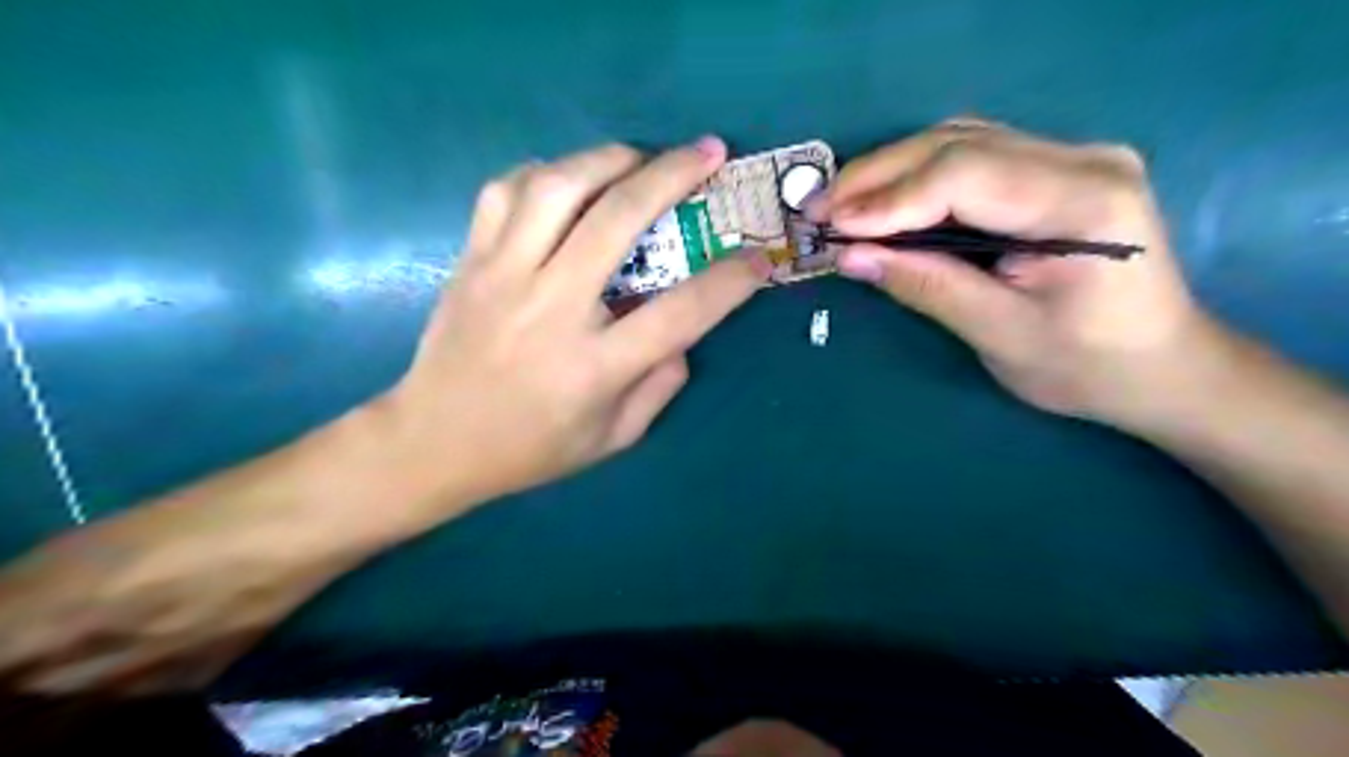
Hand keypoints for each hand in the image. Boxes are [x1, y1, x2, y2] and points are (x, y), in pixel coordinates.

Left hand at [378, 138, 762, 510]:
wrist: (433, 442)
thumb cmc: (530, 448)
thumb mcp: (613, 438)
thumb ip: (660, 386)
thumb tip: (684, 336)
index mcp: (594, 366)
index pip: (680, 313)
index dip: (729, 281)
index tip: (760, 258)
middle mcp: (551, 309)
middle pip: (618, 220)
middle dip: (673, 175)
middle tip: (707, 152)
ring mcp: (503, 276)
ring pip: (557, 187)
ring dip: (608, 159)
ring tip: (639, 158)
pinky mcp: (470, 260)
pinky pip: (506, 191)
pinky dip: (546, 173)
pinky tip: (569, 183)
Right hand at [810, 120, 1223, 433]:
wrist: (1160, 366)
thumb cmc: (1087, 366)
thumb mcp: (1000, 334)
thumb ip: (926, 286)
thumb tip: (851, 257)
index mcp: (1084, 200)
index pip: (965, 176)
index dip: (889, 200)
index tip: (832, 227)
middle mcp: (1082, 158)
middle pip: (957, 144)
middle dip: (877, 177)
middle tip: (818, 209)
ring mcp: (1070, 157)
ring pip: (958, 141)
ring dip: (890, 172)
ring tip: (839, 205)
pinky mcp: (1052, 171)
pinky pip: (970, 157)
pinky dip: (916, 177)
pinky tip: (882, 200)